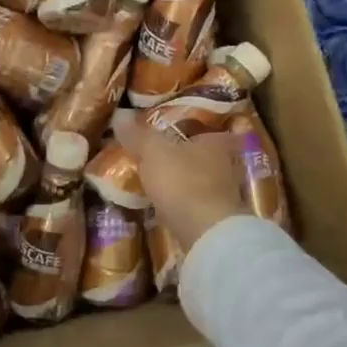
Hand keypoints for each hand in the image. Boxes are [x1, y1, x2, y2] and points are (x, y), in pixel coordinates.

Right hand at [117, 119, 247, 252]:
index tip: (174, 132)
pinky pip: (197, 204)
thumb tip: (120, 114)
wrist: (206, 233)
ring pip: (202, 180)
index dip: (192, 129)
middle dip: (186, 157)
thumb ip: (138, 135)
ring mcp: (226, 194)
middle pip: (205, 155)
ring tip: (159, 183)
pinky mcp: (218, 219)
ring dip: (185, 182)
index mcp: (215, 142)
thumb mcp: (153, 152)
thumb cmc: (183, 182)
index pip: (207, 128)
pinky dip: (184, 204)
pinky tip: (166, 207)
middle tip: (161, 157)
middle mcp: (227, 164)